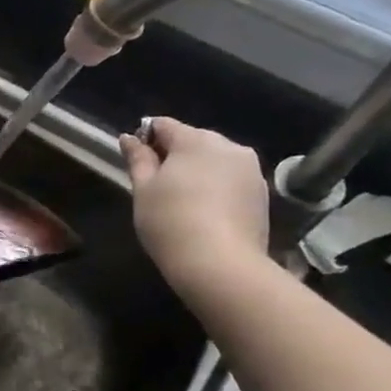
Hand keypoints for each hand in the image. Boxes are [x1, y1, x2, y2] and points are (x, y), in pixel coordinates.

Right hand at [119, 117, 270, 294]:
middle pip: (193, 140)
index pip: (164, 125)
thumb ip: (137, 159)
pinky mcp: (262, 195)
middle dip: (174, 155)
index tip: (136, 161)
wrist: (221, 265)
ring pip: (215, 161)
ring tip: (182, 201)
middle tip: (156, 185)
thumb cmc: (170, 221)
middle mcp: (229, 147)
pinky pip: (231, 180)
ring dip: (197, 172)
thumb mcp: (143, 189)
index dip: (145, 138)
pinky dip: (216, 188)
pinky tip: (204, 213)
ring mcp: (251, 171)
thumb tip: (128, 138)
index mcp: (196, 140)